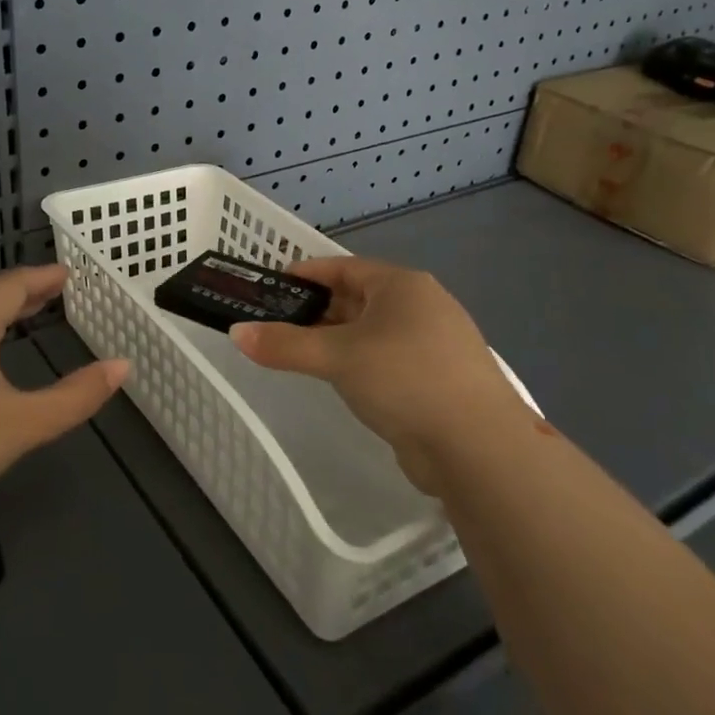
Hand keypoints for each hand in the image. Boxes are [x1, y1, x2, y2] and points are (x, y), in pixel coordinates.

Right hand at [229, 257, 524, 490]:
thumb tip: (236, 333)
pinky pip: (389, 359)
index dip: (307, 274)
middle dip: (319, 310)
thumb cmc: (404, 379)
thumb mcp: (336, 357)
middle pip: (359, 298)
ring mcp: (436, 343)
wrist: (478, 447)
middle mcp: (423, 306)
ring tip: (301, 354)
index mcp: (402, 285)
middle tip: (278, 325)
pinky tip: (343, 381)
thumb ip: (284, 344)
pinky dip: (361, 363)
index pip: (344, 267)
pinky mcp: (441, 379)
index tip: (273, 286)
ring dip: (339, 339)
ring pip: (374, 332)